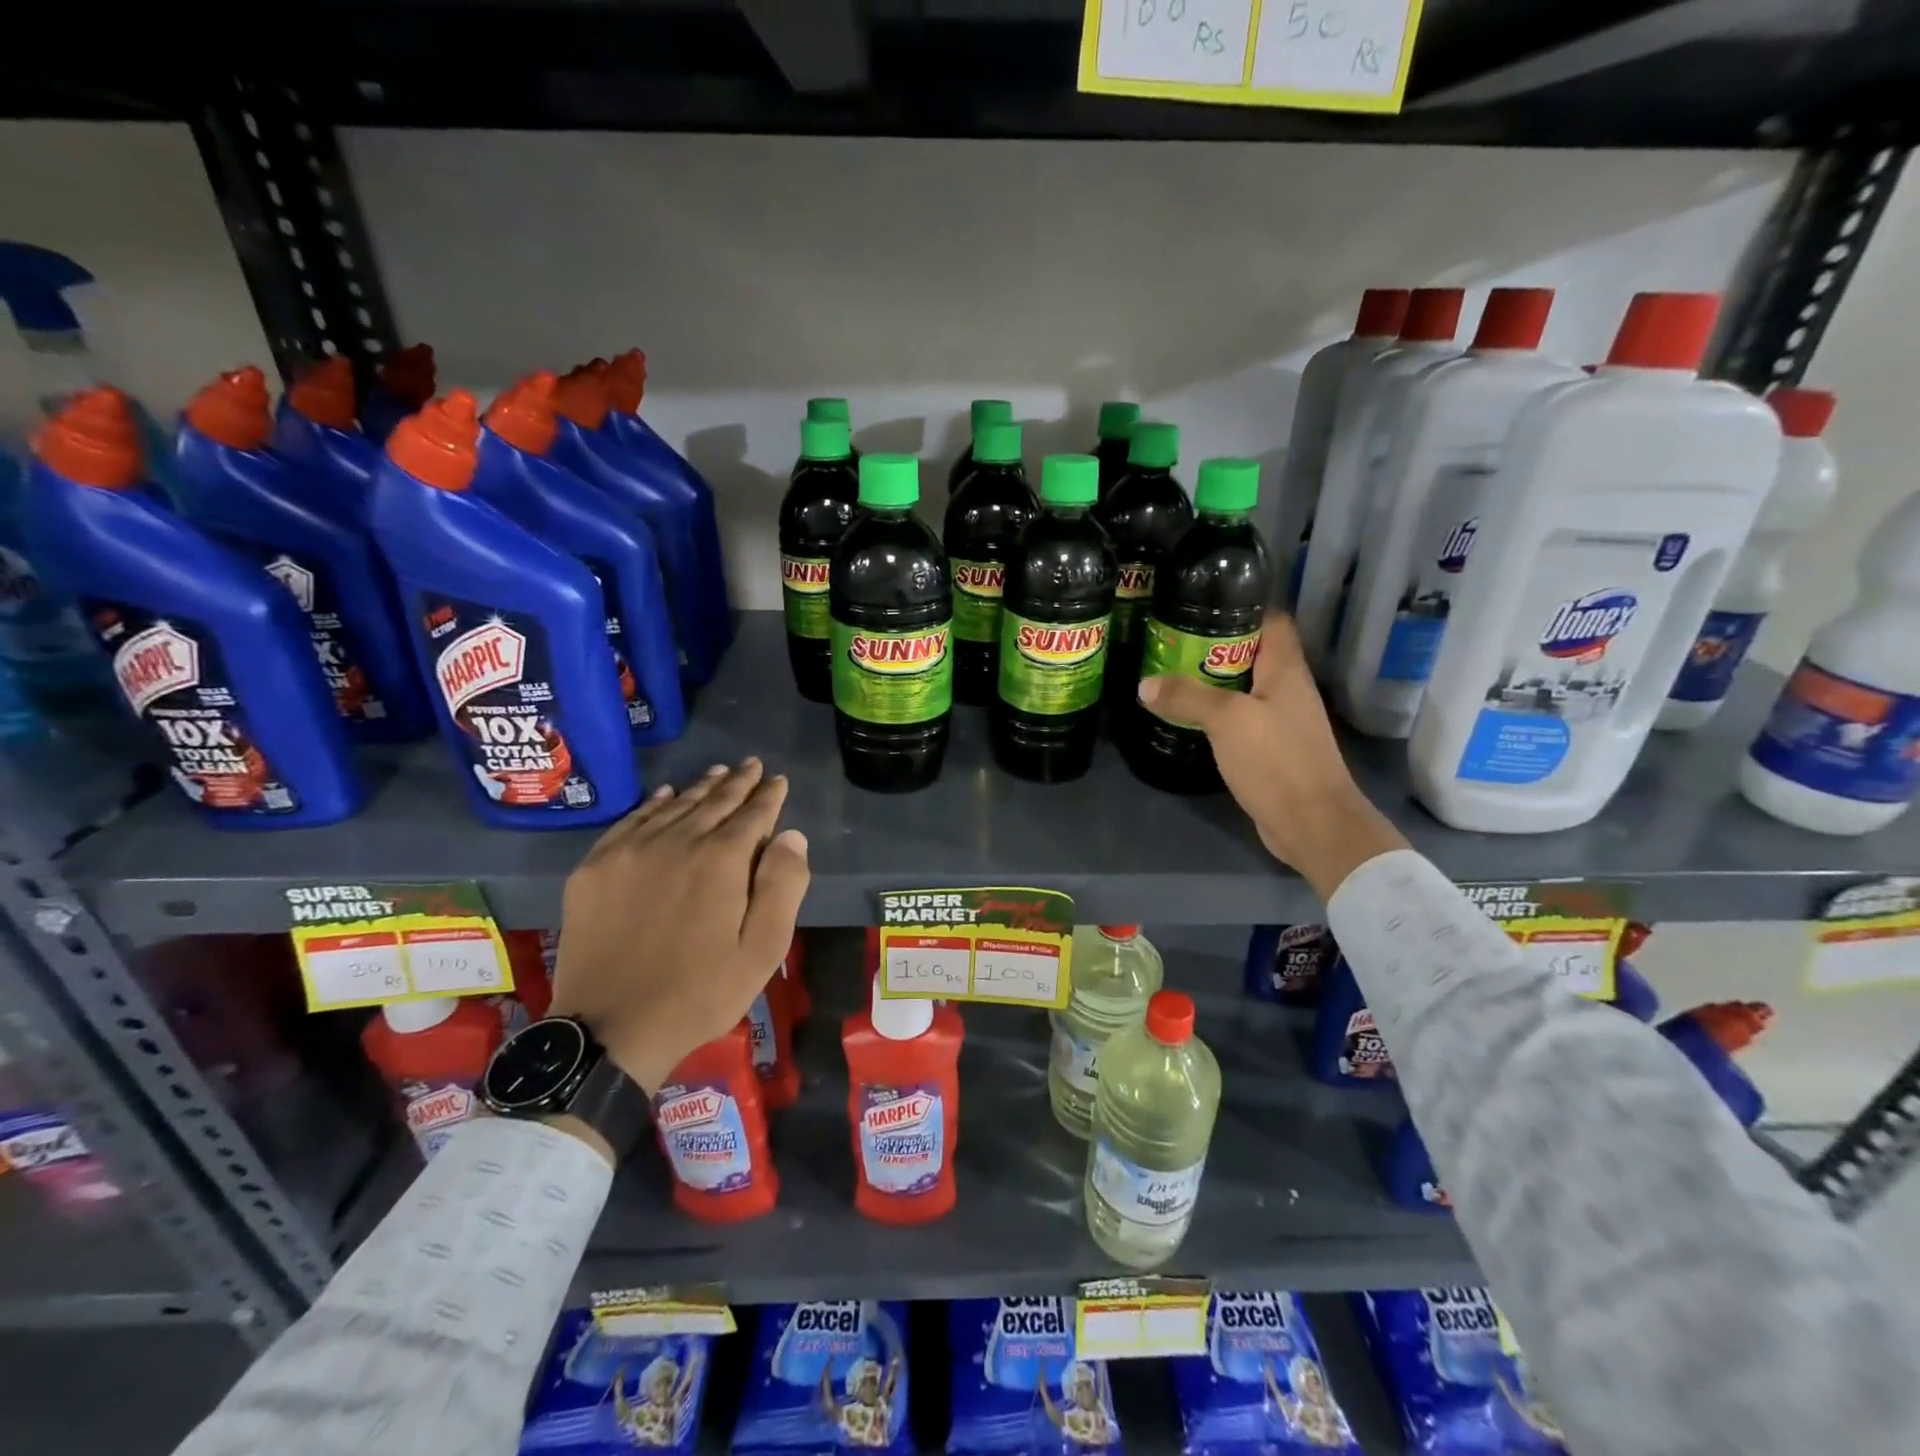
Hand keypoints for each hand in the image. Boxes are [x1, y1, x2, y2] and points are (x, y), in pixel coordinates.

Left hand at [548, 759, 809, 1094]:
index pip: (752, 814)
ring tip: (718, 772)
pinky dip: (653, 804)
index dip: (769, 796)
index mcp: (721, 861)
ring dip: (700, 788)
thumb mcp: (762, 950)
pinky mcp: (595, 869)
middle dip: (738, 782)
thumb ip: (783, 886)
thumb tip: (792, 835)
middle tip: (752, 765)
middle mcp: (676, 842)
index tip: (778, 780)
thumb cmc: (700, 992)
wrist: (609, 1029)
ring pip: (673, 806)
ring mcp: (630, 852)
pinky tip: (665, 796)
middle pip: (713, 802)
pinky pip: (631, 822)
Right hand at [1137, 612, 1406, 899]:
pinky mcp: (1272, 749)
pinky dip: (1217, 713)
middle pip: (1253, 653)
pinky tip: (1189, 716)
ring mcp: (1282, 720)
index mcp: (1286, 669)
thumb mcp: (1226, 721)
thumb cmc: (1276, 760)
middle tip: (1172, 641)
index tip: (1203, 604)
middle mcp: (1288, 688)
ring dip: (1213, 681)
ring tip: (1171, 673)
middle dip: (1215, 645)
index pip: (1272, 620)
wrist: (1312, 823)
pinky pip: (1242, 718)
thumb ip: (1187, 697)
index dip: (1243, 606)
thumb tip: (1145, 684)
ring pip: (1245, 687)